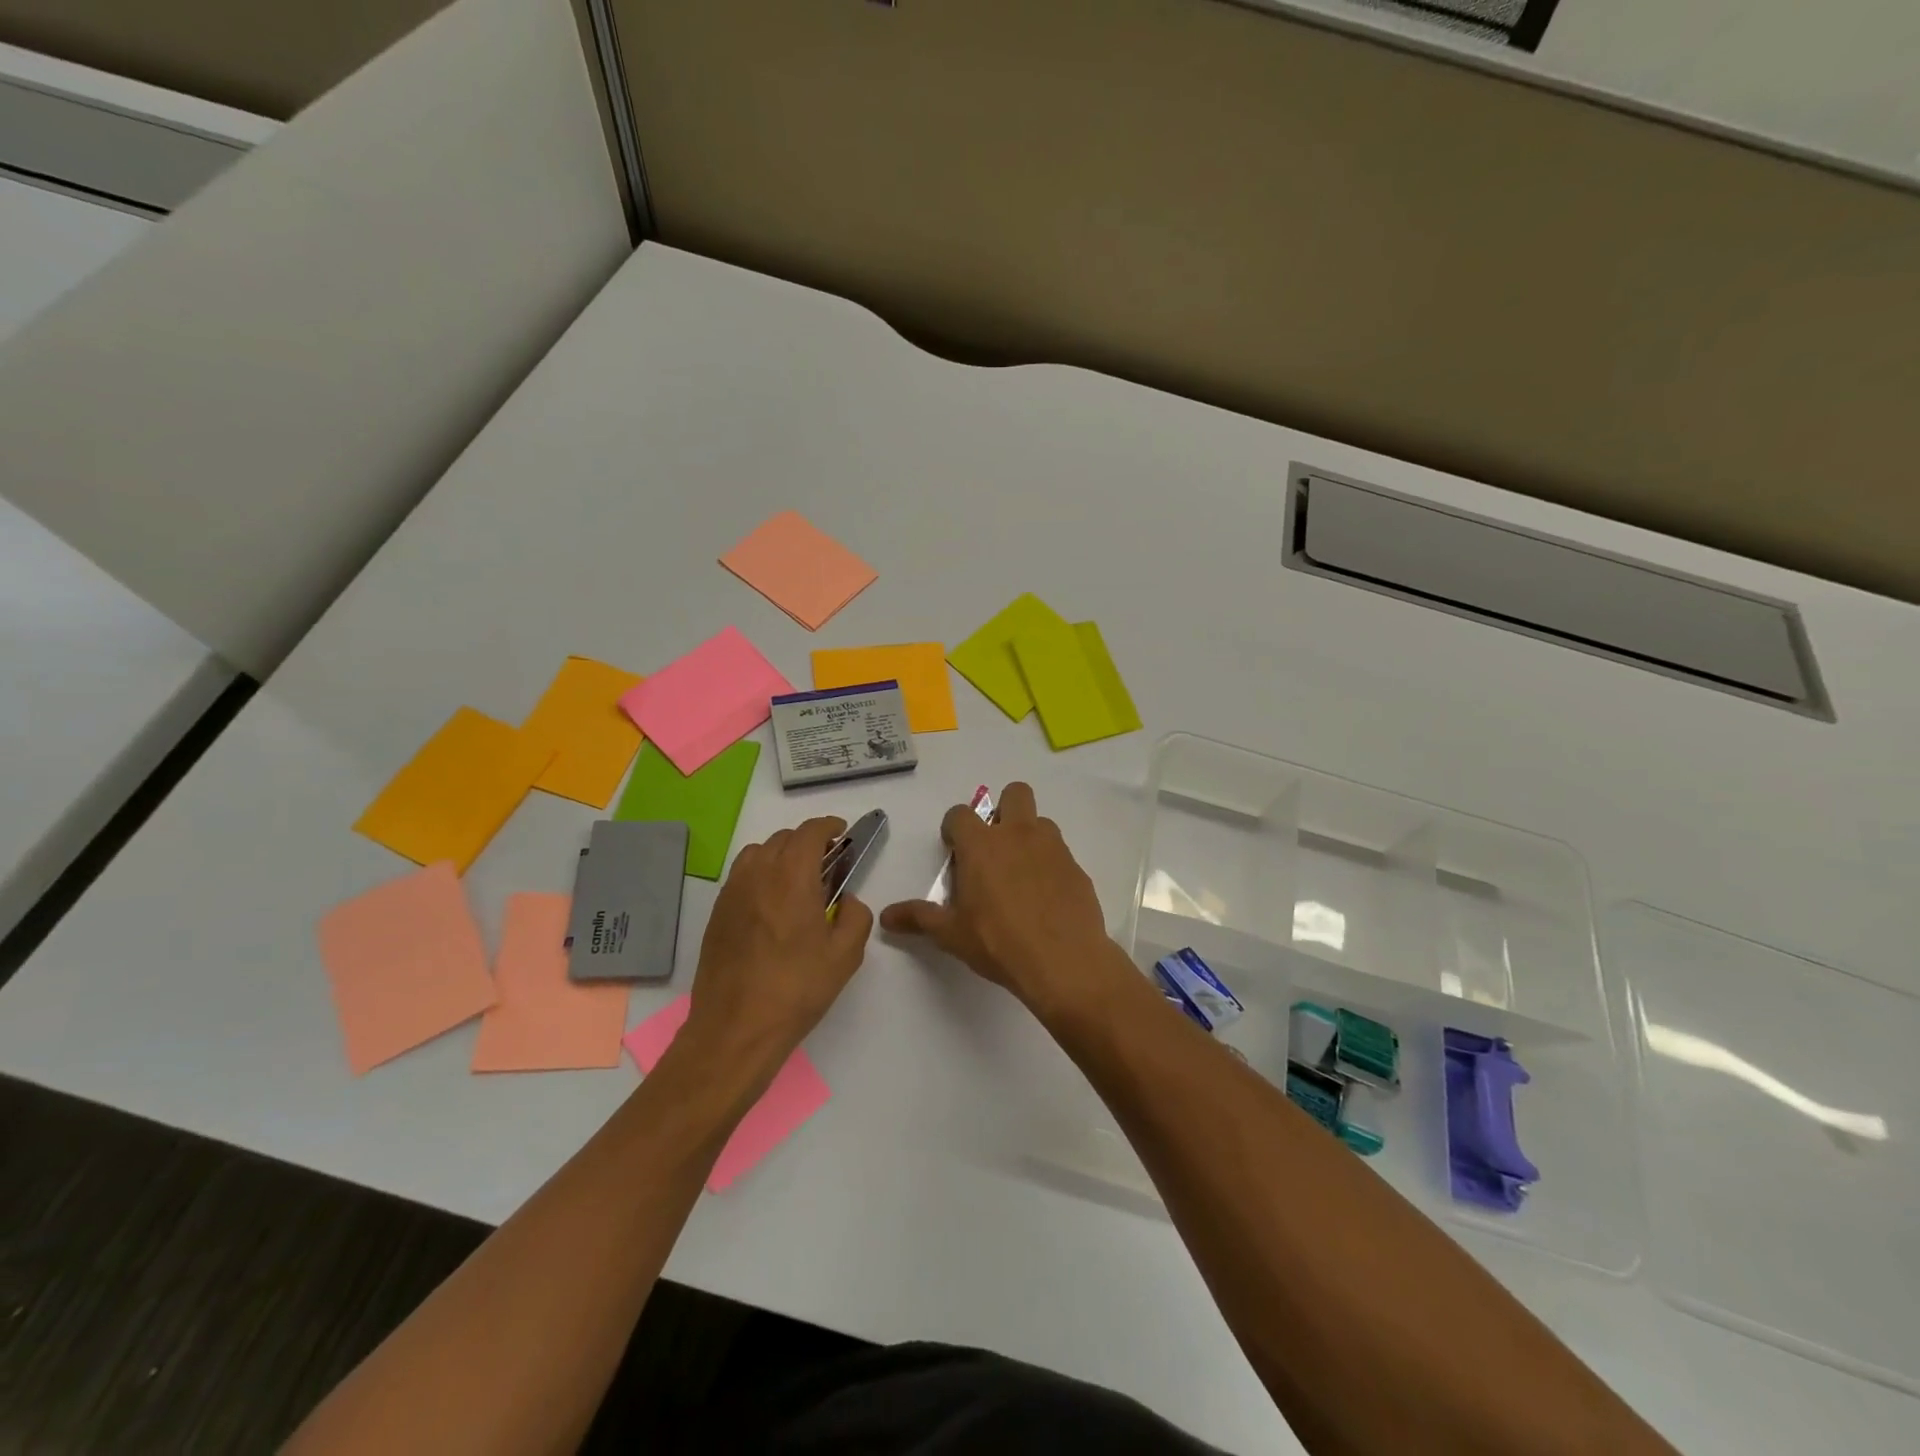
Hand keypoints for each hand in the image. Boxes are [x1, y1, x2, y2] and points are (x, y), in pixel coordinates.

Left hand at [680, 815, 873, 1092]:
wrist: (736, 1028)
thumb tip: (848, 902)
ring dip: (781, 855)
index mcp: (792, 877)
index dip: (829, 826)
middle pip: (784, 838)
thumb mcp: (845, 955)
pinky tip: (772, 905)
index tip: (842, 834)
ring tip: (797, 881)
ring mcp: (732, 893)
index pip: (810, 832)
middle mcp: (758, 874)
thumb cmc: (796, 988)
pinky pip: (741, 876)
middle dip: (808, 842)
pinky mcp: (717, 914)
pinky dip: (761, 875)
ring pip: (758, 853)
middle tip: (827, 863)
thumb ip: (856, 917)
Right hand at [880, 783, 1126, 1018]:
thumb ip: (919, 918)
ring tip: (1022, 874)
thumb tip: (886, 916)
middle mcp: (1018, 834)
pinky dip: (1051, 866)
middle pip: (1015, 793)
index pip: (959, 814)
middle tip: (995, 846)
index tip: (954, 850)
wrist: (1064, 961)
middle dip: (1004, 809)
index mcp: (981, 845)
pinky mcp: (1077, 868)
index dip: (953, 828)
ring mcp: (1052, 848)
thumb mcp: (951, 934)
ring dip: (1030, 836)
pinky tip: (1046, 898)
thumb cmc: (998, 942)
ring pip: (1041, 822)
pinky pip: (1061, 854)